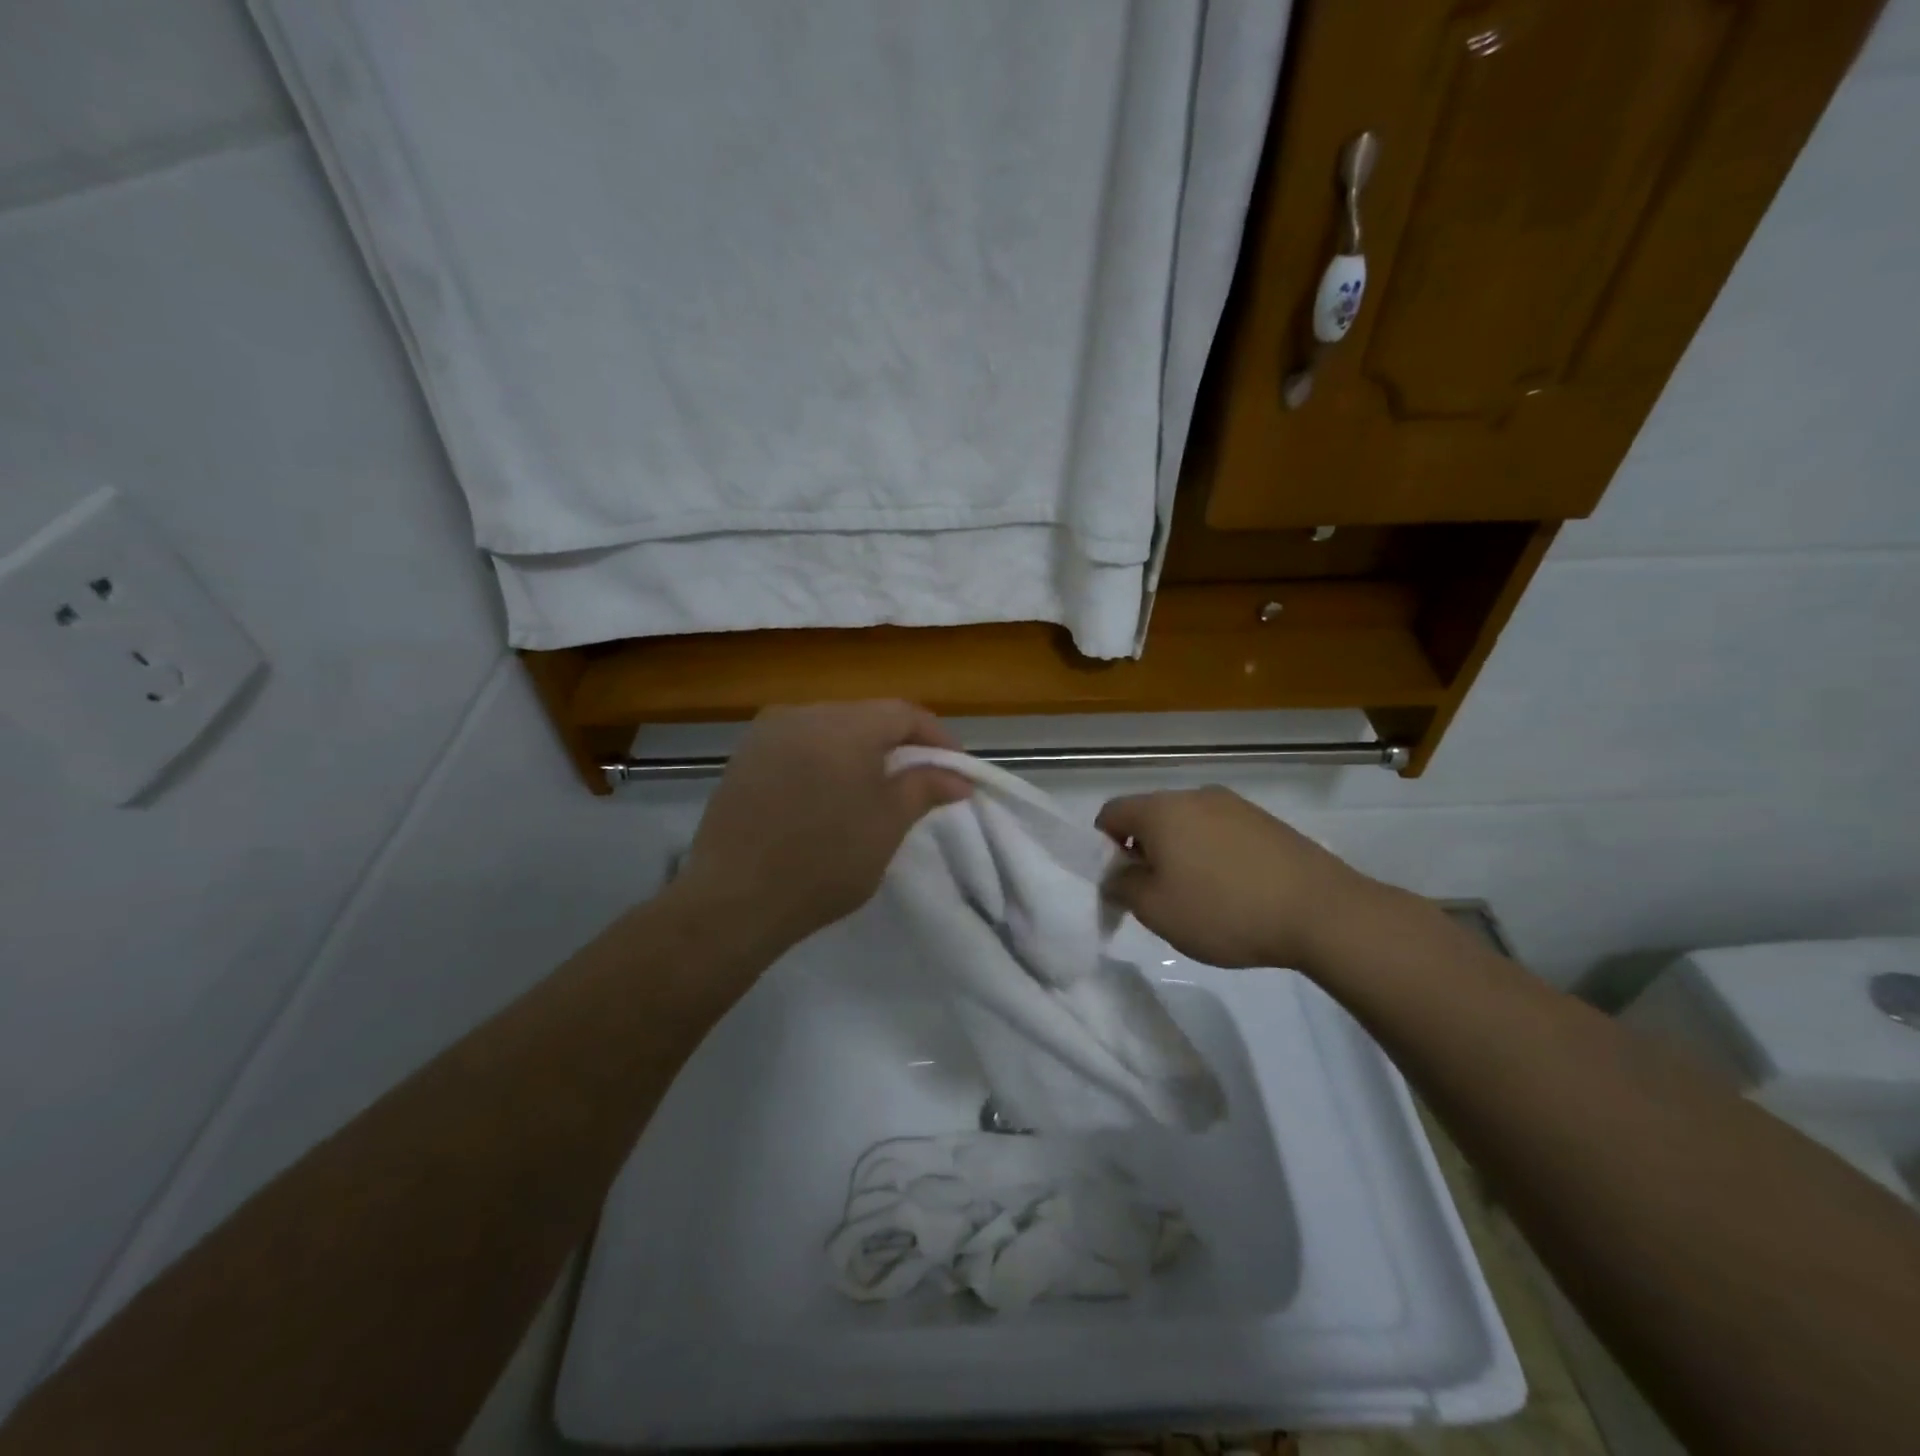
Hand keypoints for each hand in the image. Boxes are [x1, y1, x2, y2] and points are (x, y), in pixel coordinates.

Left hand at [677, 701, 971, 953]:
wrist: (734, 899)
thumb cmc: (825, 861)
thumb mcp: (887, 825)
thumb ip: (925, 788)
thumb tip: (959, 777)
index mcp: (844, 724)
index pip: (904, 713)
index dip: (937, 738)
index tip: (955, 770)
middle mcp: (803, 713)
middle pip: (865, 716)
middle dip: (898, 744)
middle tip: (919, 779)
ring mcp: (766, 733)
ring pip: (830, 729)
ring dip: (859, 752)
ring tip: (874, 789)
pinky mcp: (743, 757)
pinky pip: (798, 746)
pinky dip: (823, 761)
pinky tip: (826, 795)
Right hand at [1096, 786, 1379, 969]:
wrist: (1321, 912)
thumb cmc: (1224, 910)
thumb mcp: (1157, 910)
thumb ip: (1123, 887)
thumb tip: (1116, 874)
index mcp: (1161, 810)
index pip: (1111, 812)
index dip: (1102, 846)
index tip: (1119, 881)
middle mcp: (1195, 795)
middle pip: (1150, 816)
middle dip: (1143, 850)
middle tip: (1155, 894)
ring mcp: (1235, 805)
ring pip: (1187, 824)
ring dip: (1179, 852)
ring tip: (1198, 896)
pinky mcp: (1266, 821)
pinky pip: (1221, 832)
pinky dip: (1212, 854)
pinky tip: (1233, 890)